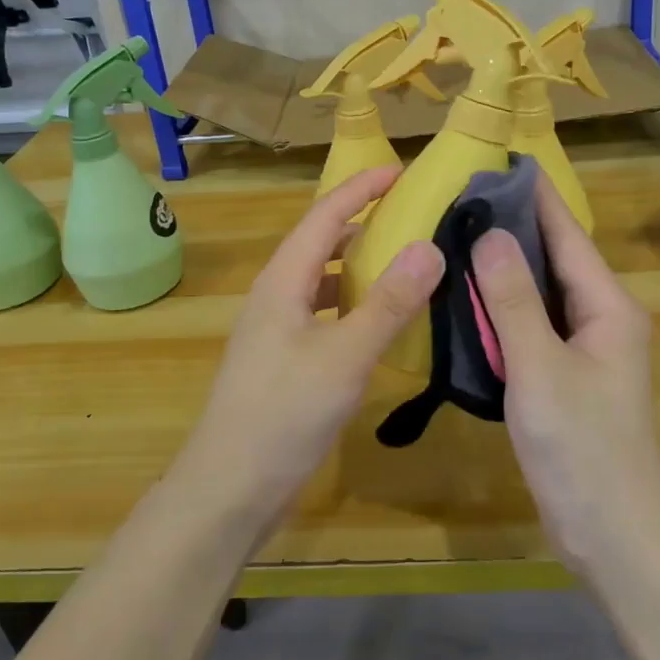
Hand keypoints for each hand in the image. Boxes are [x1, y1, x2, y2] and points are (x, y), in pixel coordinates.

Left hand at [172, 166, 443, 534]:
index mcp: (283, 281)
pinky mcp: (283, 360)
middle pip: (320, 242)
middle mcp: (276, 295)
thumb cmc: (284, 414)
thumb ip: (389, 303)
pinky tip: (380, 321)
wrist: (229, 489)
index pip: (325, 216)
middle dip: (362, 221)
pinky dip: (353, 304)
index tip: (400, 170)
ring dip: (359, 264)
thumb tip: (430, 247)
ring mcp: (276, 329)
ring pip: (322, 280)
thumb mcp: (345, 356)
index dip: (361, 188)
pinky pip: (323, 313)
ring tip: (404, 260)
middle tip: (410, 213)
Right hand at [471, 179, 659, 576]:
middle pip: (556, 259)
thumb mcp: (540, 369)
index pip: (567, 235)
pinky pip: (535, 326)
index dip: (535, 198)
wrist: (615, 535)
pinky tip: (471, 300)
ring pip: (543, 294)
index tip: (499, 163)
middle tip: (462, 199)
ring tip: (459, 237)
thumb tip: (490, 234)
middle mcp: (603, 318)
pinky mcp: (568, 376)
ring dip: (508, 268)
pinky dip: (506, 308)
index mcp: (608, 307)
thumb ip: (513, 301)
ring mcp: (587, 350)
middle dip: (515, 227)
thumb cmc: (582, 448)